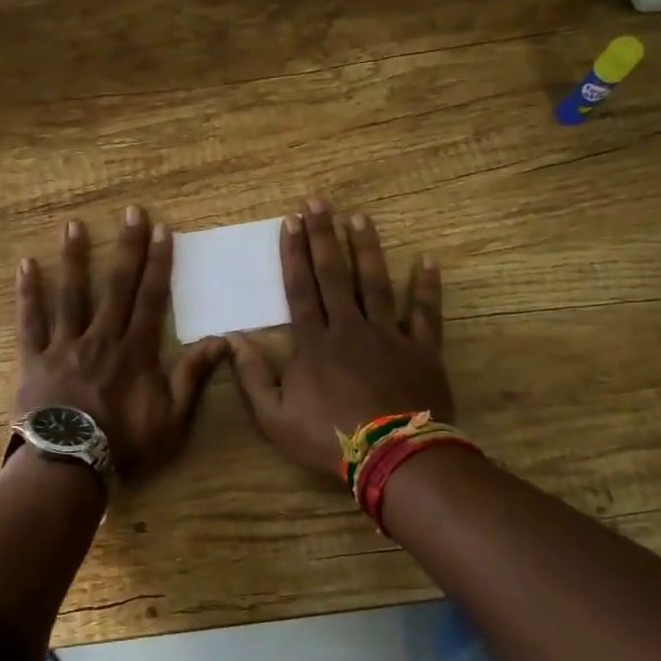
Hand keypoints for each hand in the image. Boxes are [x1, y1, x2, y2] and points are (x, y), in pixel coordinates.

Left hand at [14, 207, 228, 481]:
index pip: (152, 298)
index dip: (159, 263)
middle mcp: (102, 337)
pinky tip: (26, 264)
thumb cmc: (124, 443)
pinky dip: (28, 293)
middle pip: (117, 285)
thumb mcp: (171, 418)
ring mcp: (66, 345)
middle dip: (126, 247)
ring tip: (75, 226)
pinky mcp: (35, 358)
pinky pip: (30, 321)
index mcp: (135, 350)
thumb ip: (192, 377)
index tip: (162, 230)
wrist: (69, 465)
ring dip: (75, 258)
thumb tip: (222, 341)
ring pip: (72, 294)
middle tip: (130, 211)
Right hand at [230, 199, 453, 480]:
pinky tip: (427, 260)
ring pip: (376, 282)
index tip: (290, 221)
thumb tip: (233, 340)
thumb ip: (252, 377)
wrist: (393, 459)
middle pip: (335, 274)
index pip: (300, 288)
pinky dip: (427, 287)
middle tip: (319, 201)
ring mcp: (388, 336)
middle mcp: (349, 328)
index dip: (293, 253)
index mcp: (314, 343)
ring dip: (367, 248)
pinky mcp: (421, 350)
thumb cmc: (329, 439)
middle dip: (324, 235)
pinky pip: (425, 313)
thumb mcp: (274, 418)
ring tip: (360, 218)